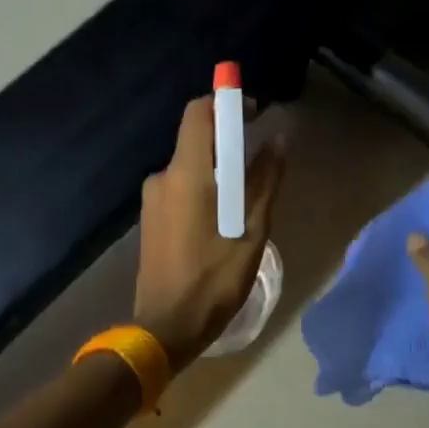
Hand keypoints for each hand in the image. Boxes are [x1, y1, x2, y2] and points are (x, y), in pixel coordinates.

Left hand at [135, 96, 283, 371]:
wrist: (165, 326)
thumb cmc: (213, 280)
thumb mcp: (251, 231)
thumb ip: (265, 181)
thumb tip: (278, 140)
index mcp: (187, 174)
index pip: (199, 113)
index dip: (224, 101)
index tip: (252, 110)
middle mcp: (164, 178)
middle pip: (195, 139)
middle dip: (226, 139)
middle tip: (259, 158)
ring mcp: (152, 199)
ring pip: (189, 167)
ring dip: (216, 169)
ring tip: (246, 196)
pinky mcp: (150, 219)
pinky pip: (180, 188)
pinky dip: (203, 187)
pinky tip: (222, 216)